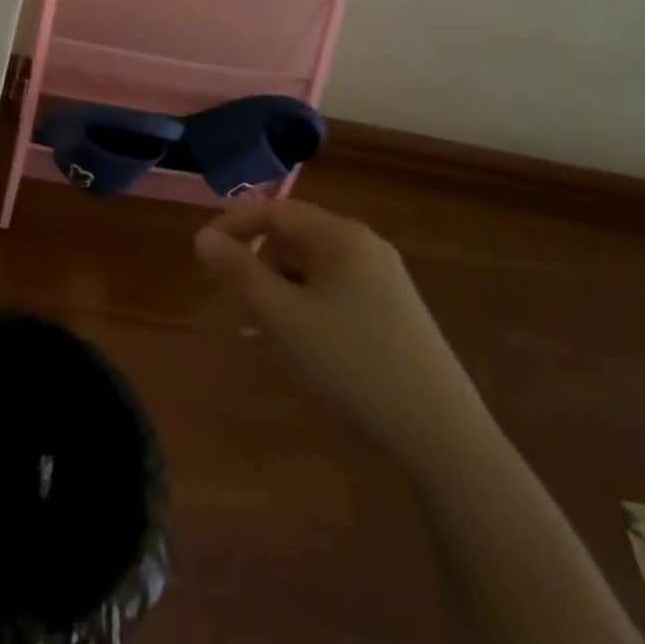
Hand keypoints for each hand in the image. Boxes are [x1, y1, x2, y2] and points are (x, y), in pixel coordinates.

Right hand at [194, 201, 488, 464]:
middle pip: (295, 236)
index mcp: (340, 235)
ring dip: (282, 287)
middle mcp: (366, 245)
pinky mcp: (397, 310)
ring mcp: (386, 278)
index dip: (233, 225)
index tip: (203, 253)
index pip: (274, 209)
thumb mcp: (282, 317)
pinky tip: (306, 343)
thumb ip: (238, 271)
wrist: (441, 433)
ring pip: (315, 266)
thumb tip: (203, 236)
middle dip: (259, 263)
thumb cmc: (350, 363)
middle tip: (237, 301)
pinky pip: (337, 289)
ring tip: (268, 330)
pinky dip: (309, 304)